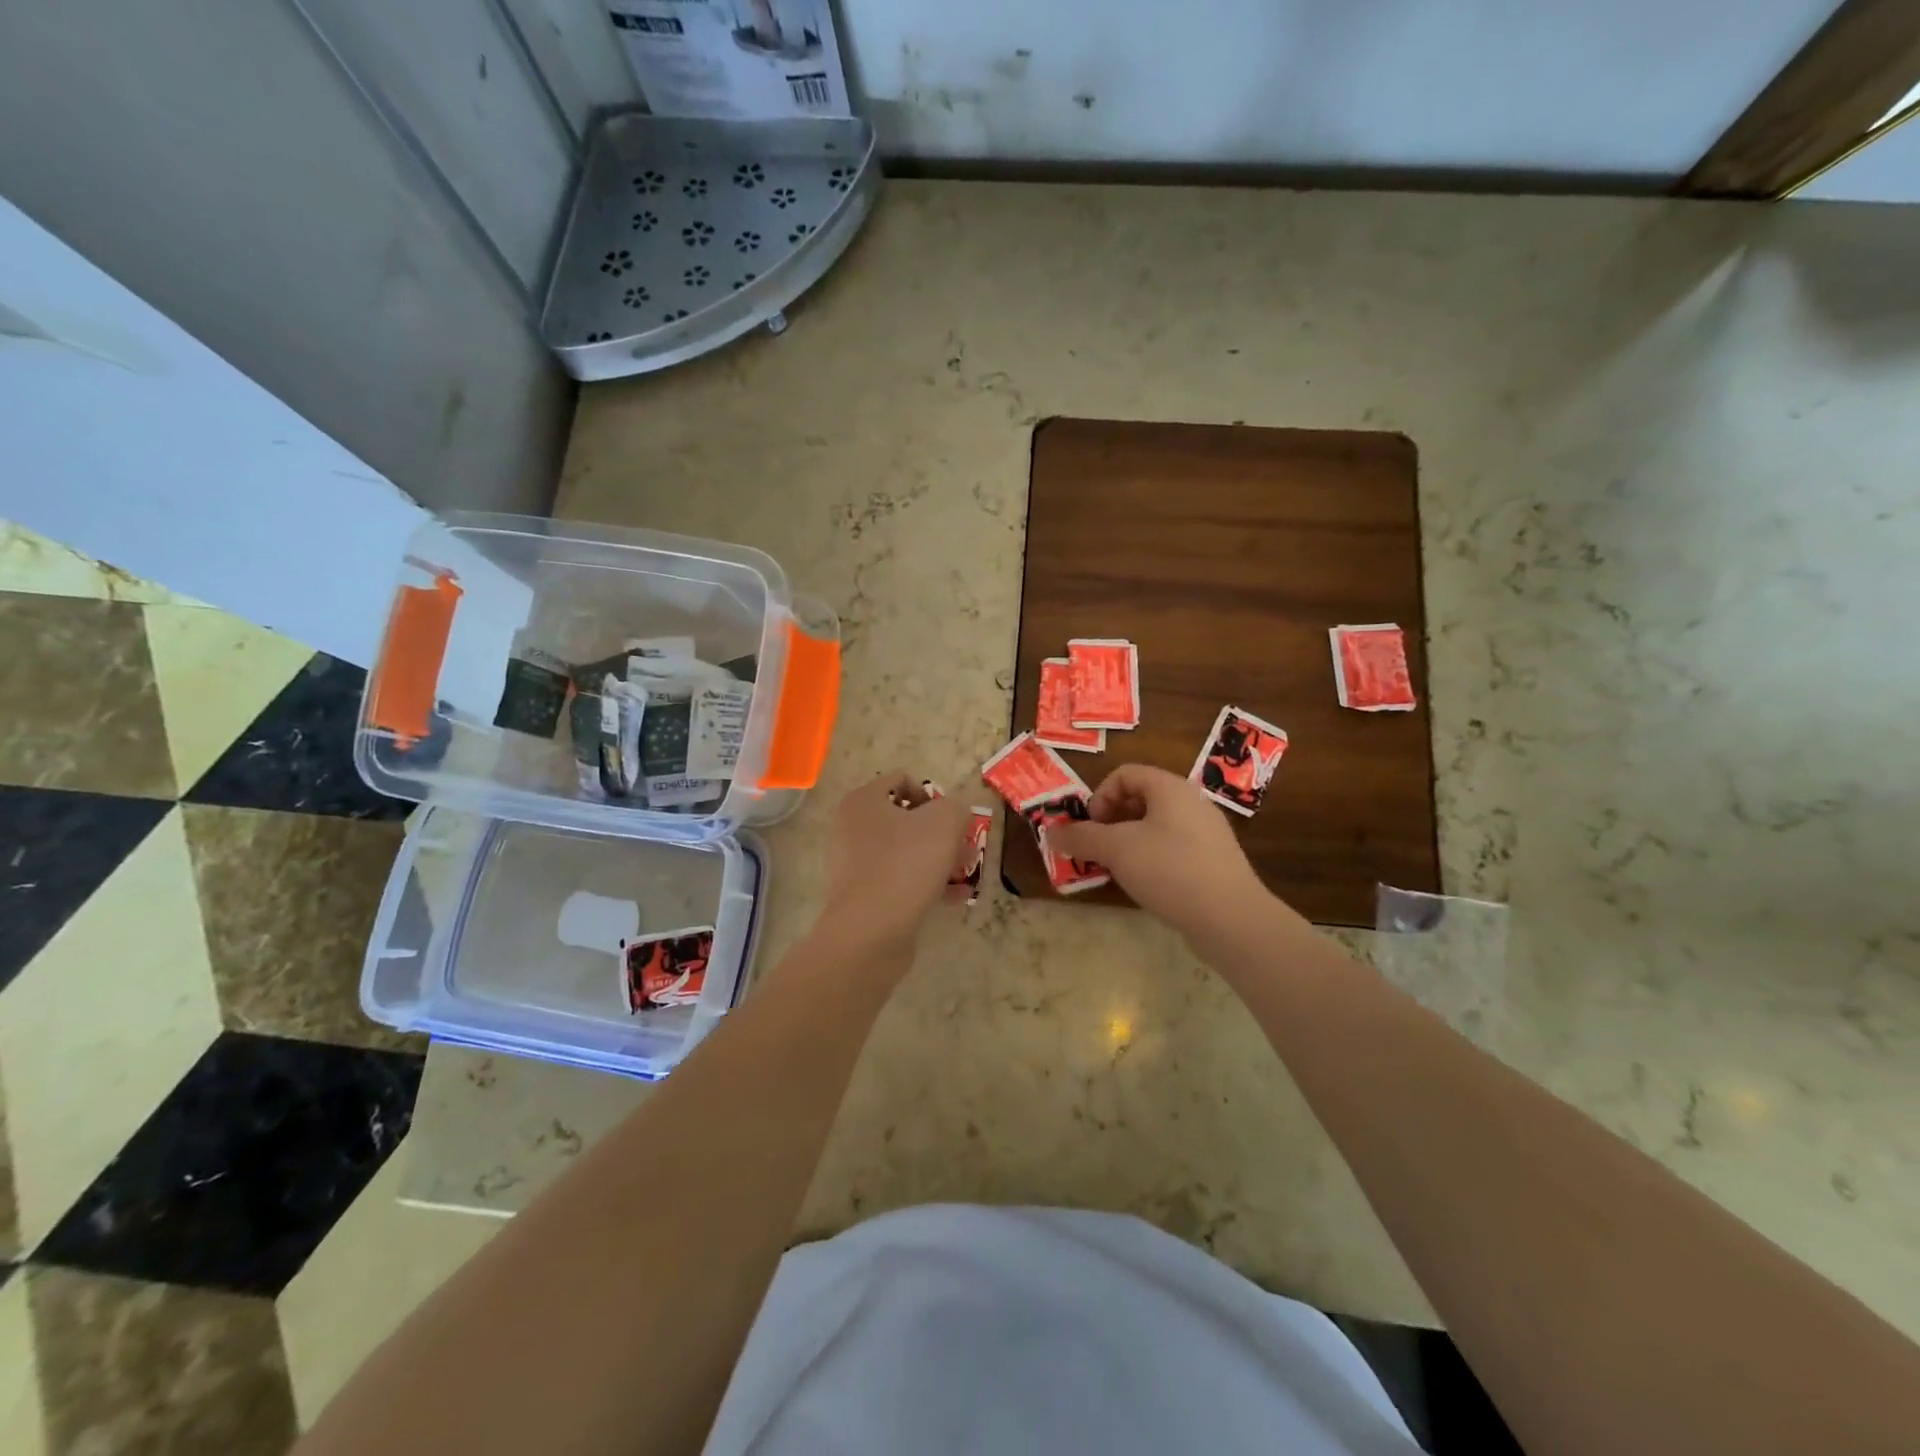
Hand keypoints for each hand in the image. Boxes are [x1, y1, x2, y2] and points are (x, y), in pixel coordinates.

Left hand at [820, 774, 971, 947]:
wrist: (870, 931)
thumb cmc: (906, 864)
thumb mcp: (944, 822)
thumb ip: (957, 807)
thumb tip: (956, 810)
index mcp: (863, 801)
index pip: (901, 780)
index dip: (933, 795)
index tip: (952, 820)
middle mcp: (852, 828)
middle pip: (905, 819)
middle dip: (940, 832)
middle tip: (964, 849)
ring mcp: (854, 864)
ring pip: (905, 852)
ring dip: (937, 860)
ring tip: (965, 875)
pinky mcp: (862, 896)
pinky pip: (900, 880)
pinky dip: (926, 885)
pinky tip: (954, 898)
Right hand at [1050, 764, 1269, 939]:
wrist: (1231, 918)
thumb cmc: (1169, 869)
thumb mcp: (1116, 849)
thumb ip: (1080, 837)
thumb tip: (1049, 833)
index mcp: (1170, 788)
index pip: (1125, 774)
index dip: (1100, 797)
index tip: (1091, 828)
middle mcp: (1191, 802)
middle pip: (1140, 799)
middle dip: (1110, 822)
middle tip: (1097, 850)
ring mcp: (1206, 833)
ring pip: (1155, 827)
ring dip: (1127, 844)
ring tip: (1116, 870)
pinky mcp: (1213, 862)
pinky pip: (1173, 850)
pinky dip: (1151, 860)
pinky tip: (1146, 886)